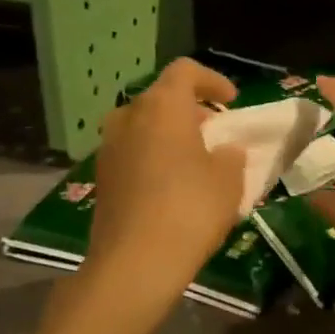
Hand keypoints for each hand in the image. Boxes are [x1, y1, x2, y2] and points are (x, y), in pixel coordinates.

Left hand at [85, 58, 247, 293]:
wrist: (135, 263)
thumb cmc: (190, 209)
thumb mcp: (229, 180)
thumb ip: (231, 155)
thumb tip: (225, 150)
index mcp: (162, 107)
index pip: (185, 71)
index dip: (212, 80)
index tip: (232, 101)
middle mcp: (129, 118)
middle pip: (161, 98)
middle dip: (191, 109)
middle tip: (216, 131)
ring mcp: (109, 148)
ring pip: (144, 126)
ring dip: (170, 134)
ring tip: (196, 159)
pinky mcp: (102, 178)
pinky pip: (133, 152)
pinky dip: (155, 156)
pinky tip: (174, 185)